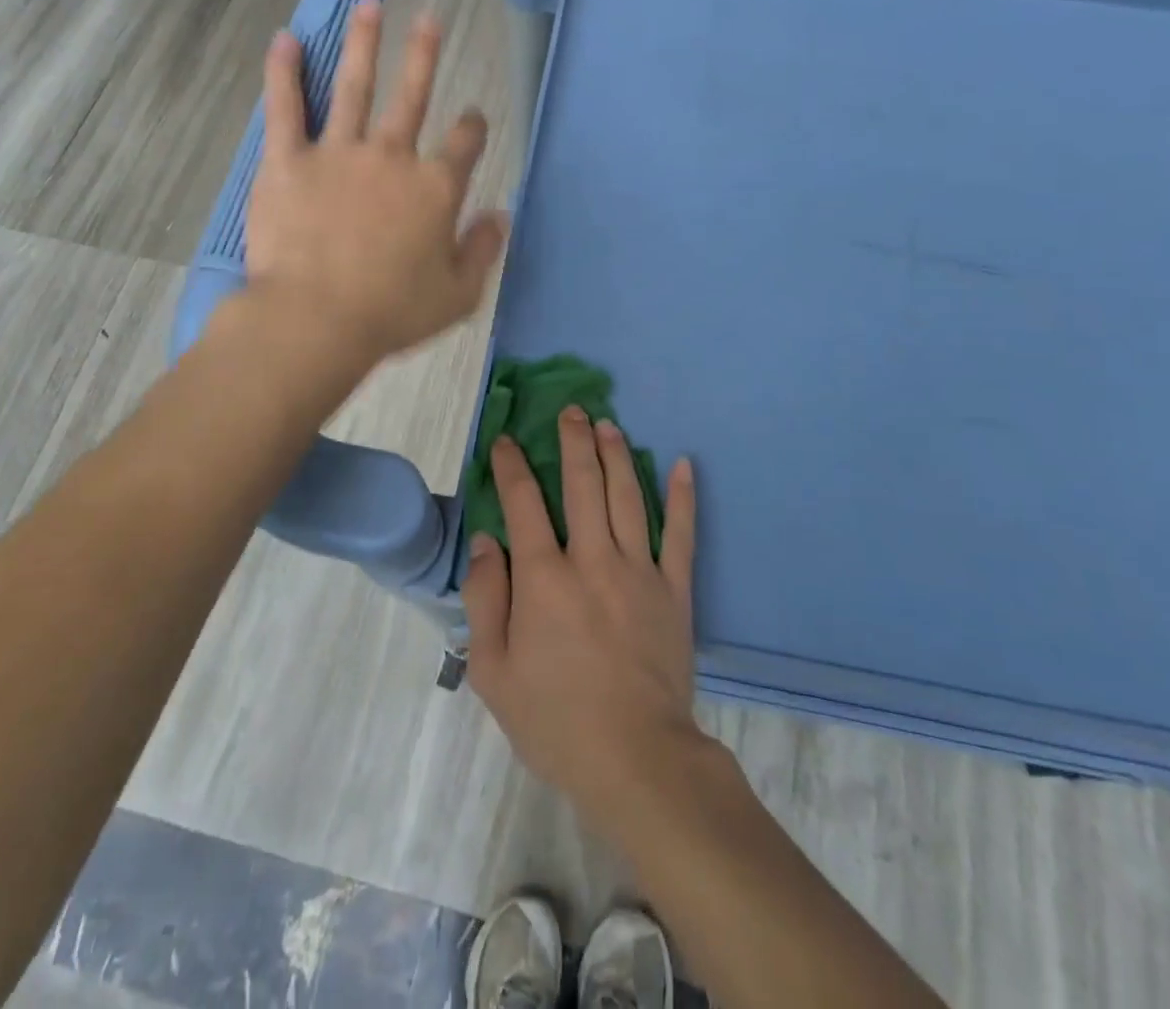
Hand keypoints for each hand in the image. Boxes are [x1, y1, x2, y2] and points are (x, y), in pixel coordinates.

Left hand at [247, 0, 508, 363]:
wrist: (317, 319)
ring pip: (354, 86)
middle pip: (411, 96)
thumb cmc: (392, 313)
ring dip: (363, 42)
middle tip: (430, 18)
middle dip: (423, 55)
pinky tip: (286, 39)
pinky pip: (286, 108)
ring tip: (369, 4)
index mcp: (435, 189)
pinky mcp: (288, 161)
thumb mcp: (458, 294)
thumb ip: (483, 250)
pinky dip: (284, 72)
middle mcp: (392, 157)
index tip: (473, 118)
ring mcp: (338, 153)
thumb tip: (501, 215)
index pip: (464, 144)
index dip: (473, 127)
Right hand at [462, 407, 699, 831]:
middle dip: (573, 441)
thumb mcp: (493, 670)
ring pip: (627, 496)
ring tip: (609, 424)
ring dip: (617, 454)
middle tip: (572, 410)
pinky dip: (683, 497)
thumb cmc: (555, 718)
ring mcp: (640, 571)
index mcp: (544, 577)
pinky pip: (682, 534)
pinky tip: (683, 464)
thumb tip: (487, 540)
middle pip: (582, 483)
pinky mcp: (676, 590)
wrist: (636, 759)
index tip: (506, 441)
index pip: (523, 503)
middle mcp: (592, 559)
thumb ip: (485, 598)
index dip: (511, 466)